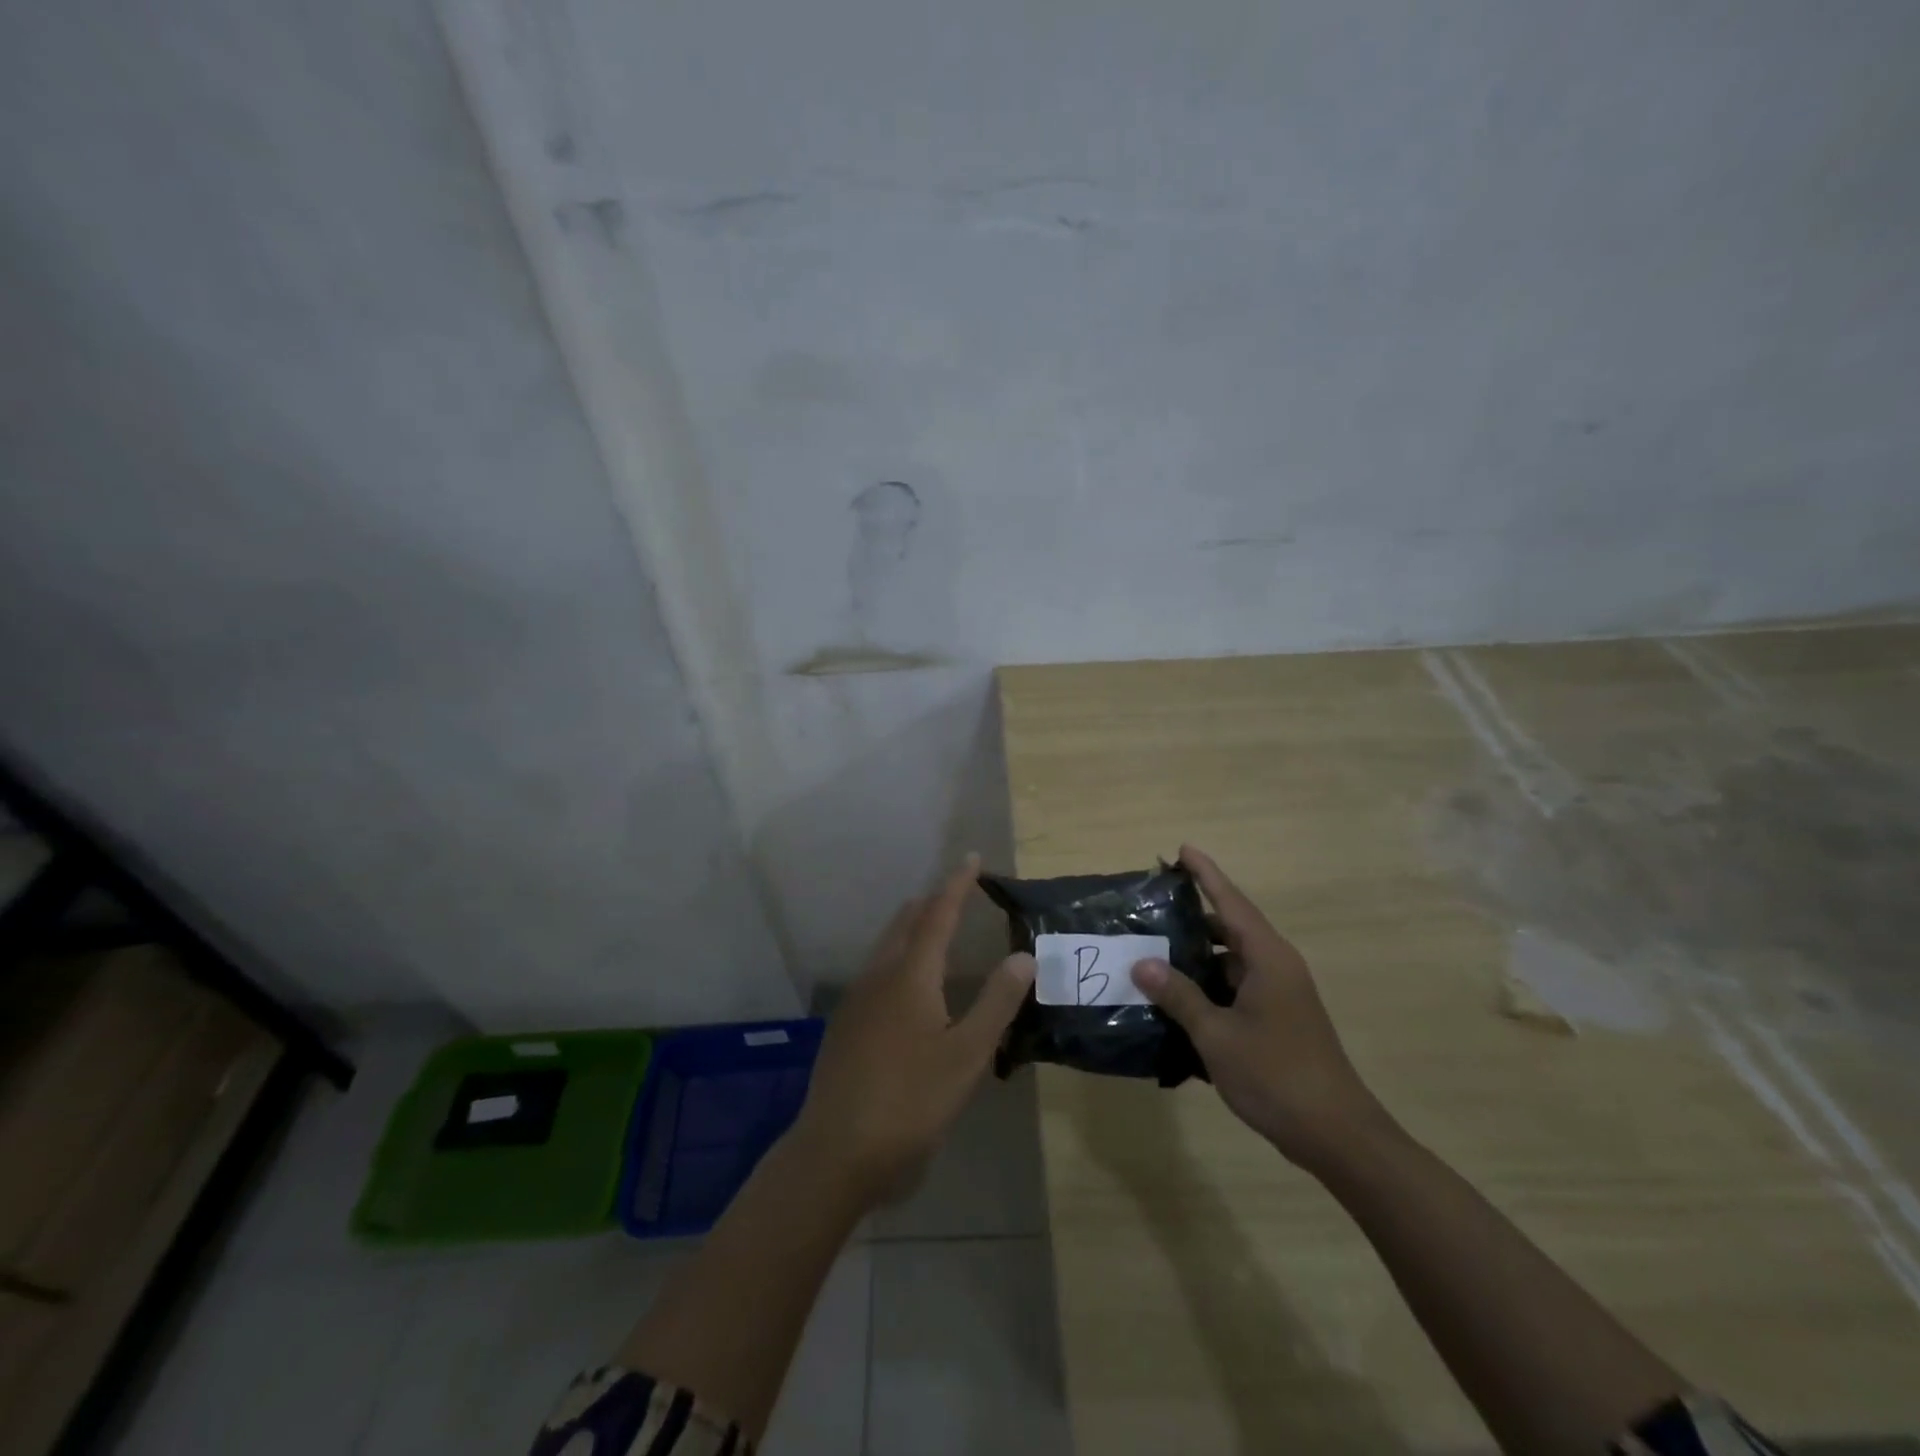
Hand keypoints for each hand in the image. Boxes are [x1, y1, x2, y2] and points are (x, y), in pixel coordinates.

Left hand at [791, 856, 1035, 1206]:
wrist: (836, 1151)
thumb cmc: (910, 1101)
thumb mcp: (966, 1055)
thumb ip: (996, 1002)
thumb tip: (1023, 955)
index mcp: (910, 975)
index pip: (938, 914)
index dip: (957, 885)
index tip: (971, 858)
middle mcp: (879, 976)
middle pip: (906, 923)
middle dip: (932, 902)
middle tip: (958, 892)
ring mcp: (857, 999)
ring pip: (887, 946)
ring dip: (913, 927)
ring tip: (935, 926)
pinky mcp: (846, 1024)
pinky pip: (877, 969)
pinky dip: (899, 955)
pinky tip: (908, 981)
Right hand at [1131, 844, 1388, 1176]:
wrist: (1337, 1136)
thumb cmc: (1276, 1075)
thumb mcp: (1217, 1035)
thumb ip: (1179, 996)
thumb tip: (1143, 964)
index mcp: (1268, 958)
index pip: (1231, 902)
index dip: (1206, 874)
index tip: (1183, 849)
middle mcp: (1277, 967)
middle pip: (1230, 927)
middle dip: (1193, 916)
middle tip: (1152, 908)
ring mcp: (1280, 995)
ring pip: (1232, 961)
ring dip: (1198, 955)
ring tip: (1154, 952)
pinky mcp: (1278, 1020)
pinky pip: (1236, 987)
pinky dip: (1209, 986)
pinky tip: (1178, 999)